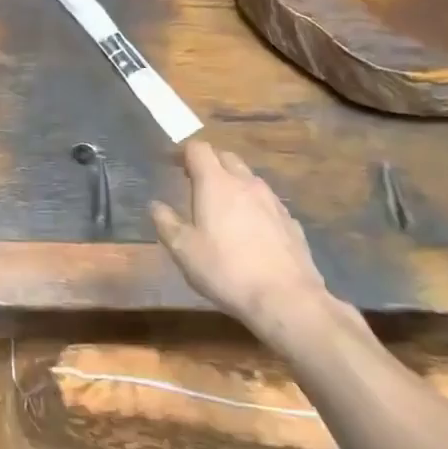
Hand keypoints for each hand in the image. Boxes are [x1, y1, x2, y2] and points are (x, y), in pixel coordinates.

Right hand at [151, 140, 336, 339]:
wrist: (287, 299)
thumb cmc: (226, 270)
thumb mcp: (183, 250)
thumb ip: (166, 223)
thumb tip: (156, 205)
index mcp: (216, 183)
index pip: (198, 149)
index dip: (184, 153)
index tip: (174, 165)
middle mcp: (246, 183)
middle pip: (226, 157)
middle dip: (209, 163)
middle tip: (195, 183)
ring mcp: (272, 201)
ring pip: (249, 179)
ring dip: (233, 183)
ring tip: (222, 207)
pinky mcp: (291, 222)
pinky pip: (267, 203)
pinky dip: (253, 206)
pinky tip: (250, 232)